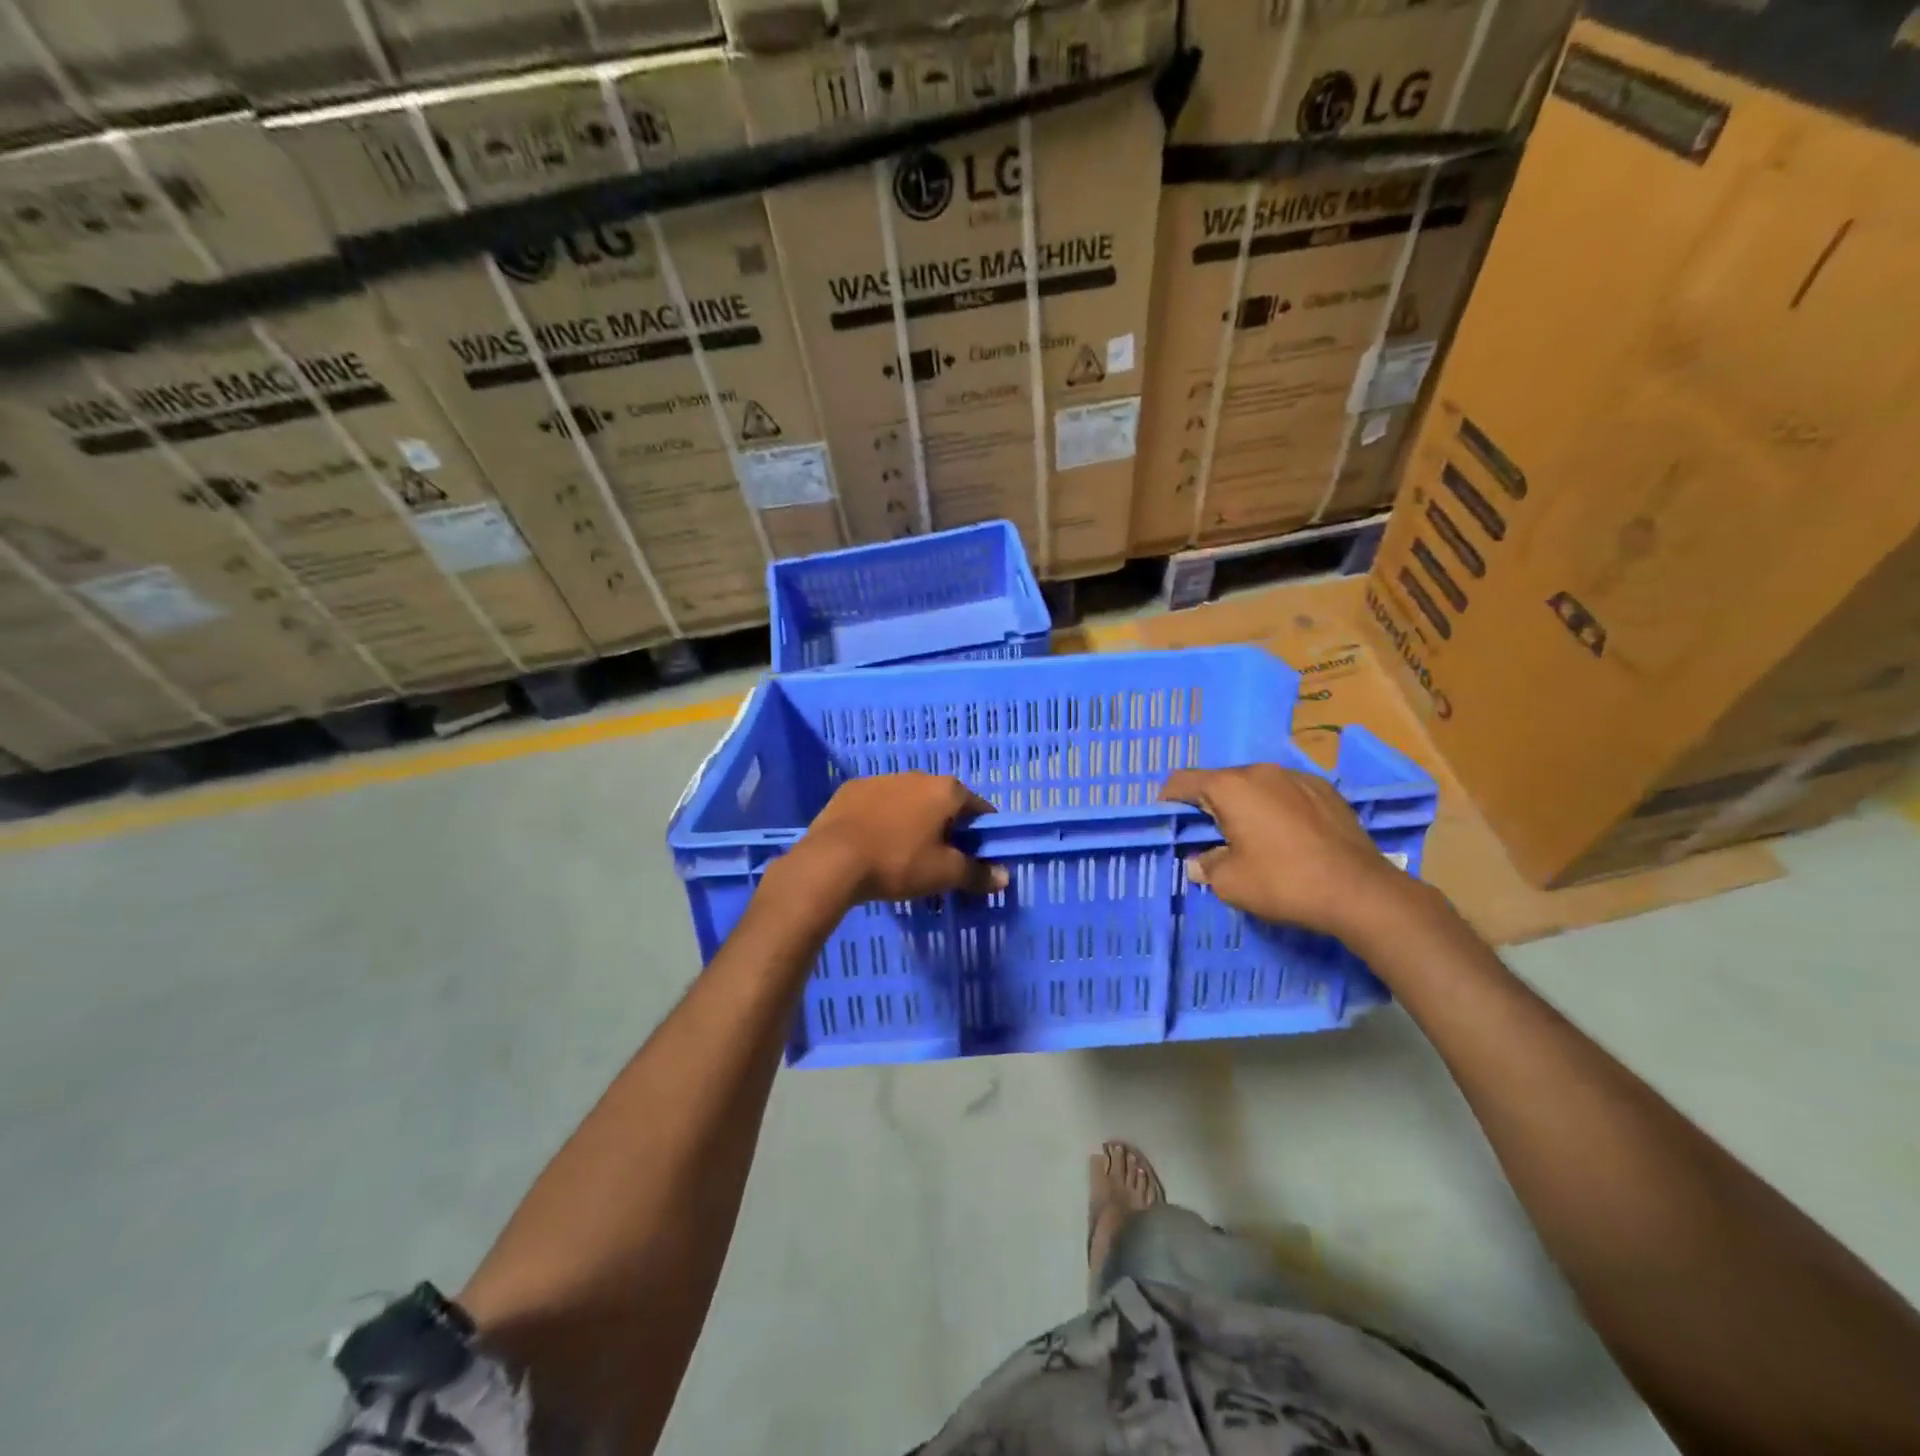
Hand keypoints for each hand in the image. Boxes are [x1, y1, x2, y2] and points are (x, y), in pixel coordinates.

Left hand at [797, 774, 1007, 903]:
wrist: (832, 860)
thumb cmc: (898, 862)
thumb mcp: (943, 874)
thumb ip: (977, 874)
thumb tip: (1004, 876)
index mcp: (945, 790)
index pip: (978, 808)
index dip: (982, 833)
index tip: (977, 855)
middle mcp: (916, 776)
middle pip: (942, 802)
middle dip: (946, 826)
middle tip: (940, 859)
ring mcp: (881, 779)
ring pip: (908, 801)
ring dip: (913, 821)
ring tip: (903, 854)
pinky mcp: (851, 790)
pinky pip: (878, 804)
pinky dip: (883, 819)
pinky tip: (874, 844)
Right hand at [1160, 765, 1416, 939]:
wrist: (1360, 892)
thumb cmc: (1284, 883)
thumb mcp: (1230, 883)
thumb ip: (1206, 866)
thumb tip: (1200, 862)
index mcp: (1231, 787)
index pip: (1182, 780)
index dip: (1167, 800)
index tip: (1168, 822)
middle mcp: (1262, 771)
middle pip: (1220, 781)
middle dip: (1208, 805)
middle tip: (1209, 837)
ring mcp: (1297, 777)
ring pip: (1256, 785)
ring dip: (1245, 806)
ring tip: (1251, 838)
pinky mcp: (1326, 790)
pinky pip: (1286, 792)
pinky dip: (1276, 808)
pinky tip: (1287, 837)